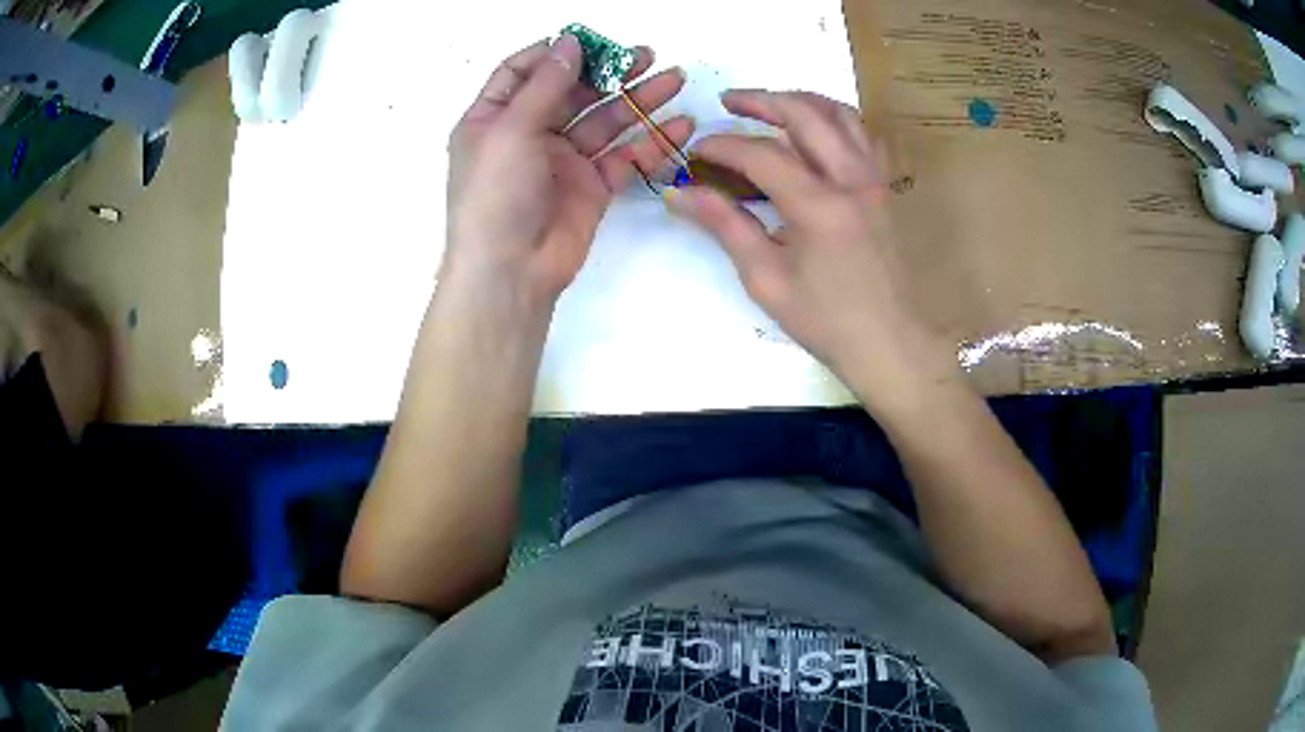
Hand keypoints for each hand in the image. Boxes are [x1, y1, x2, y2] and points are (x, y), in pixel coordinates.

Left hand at [443, 34, 692, 312]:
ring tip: (674, 78)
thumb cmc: (496, 195)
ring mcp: (562, 159)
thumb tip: (570, 41)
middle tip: (646, 55)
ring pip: (605, 120)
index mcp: (494, 118)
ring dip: (638, 99)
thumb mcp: (511, 130)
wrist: (512, 272)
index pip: (522, 71)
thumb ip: (545, 84)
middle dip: (608, 71)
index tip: (589, 41)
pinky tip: (680, 125)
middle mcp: (528, 133)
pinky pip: (624, 156)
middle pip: (572, 91)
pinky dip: (651, 141)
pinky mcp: (592, 185)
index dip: (553, 52)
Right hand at [663, 90, 953, 402]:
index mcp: (819, 205)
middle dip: (761, 100)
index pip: (760, 153)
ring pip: (842, 114)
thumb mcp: (766, 278)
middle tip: (728, 101)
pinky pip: (865, 135)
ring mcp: (877, 179)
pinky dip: (837, 120)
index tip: (695, 151)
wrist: (891, 343)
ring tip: (771, 104)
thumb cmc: (826, 320)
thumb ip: (725, 225)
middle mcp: (853, 179)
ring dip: (802, 100)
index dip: (722, 146)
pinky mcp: (887, 188)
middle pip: (805, 113)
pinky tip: (819, 132)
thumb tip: (678, 194)